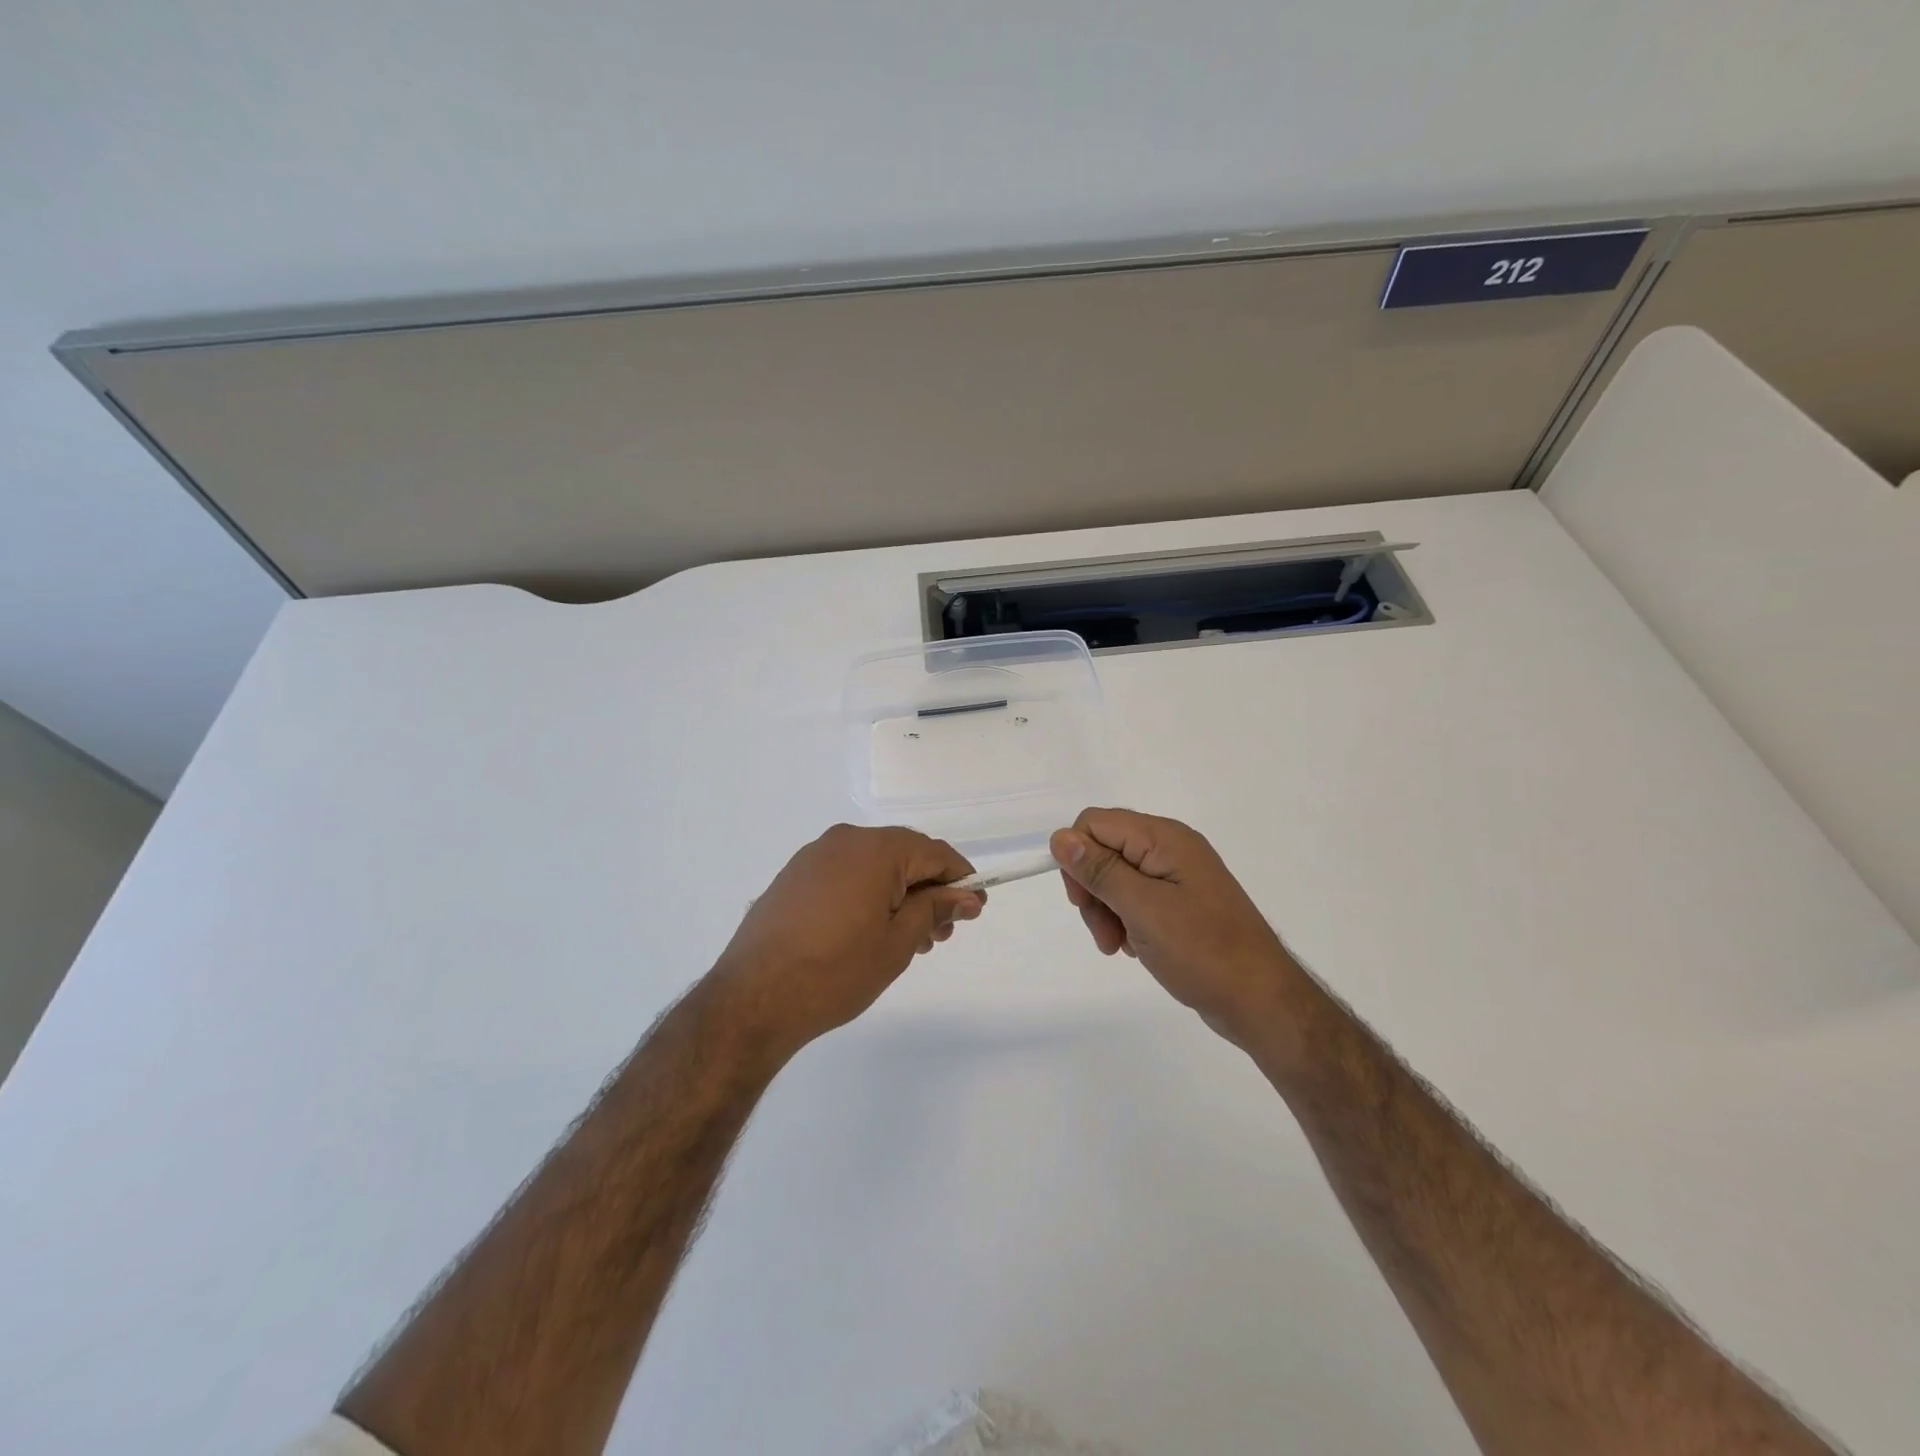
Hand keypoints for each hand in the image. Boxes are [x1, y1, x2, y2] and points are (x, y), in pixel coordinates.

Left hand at [709, 824, 984, 1059]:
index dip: (961, 880)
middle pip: (904, 855)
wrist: (752, 999)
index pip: (934, 852)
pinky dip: (868, 895)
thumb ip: (935, 909)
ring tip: (908, 940)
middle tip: (940, 935)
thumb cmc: (836, 972)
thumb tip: (967, 895)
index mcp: (875, 849)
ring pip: (874, 866)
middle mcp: (844, 840)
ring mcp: (814, 856)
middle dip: (928, 891)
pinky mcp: (793, 876)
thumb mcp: (898, 942)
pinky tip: (870, 932)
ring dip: (899, 895)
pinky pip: (845, 874)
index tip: (974, 910)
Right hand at [1051, 808, 1300, 1049]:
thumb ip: (1100, 871)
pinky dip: (1126, 921)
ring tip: (1118, 946)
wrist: (1261, 1001)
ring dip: (1106, 911)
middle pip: (1104, 850)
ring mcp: (1177, 876)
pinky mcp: (1181, 902)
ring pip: (1116, 877)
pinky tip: (1135, 948)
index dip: (1078, 857)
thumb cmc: (1202, 951)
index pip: (1095, 823)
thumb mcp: (1143, 909)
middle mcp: (1170, 848)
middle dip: (1093, 890)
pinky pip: (1136, 898)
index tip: (1082, 901)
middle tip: (1103, 933)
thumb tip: (1060, 837)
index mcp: (1164, 838)